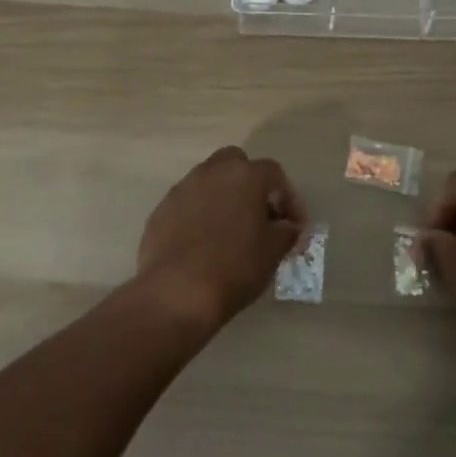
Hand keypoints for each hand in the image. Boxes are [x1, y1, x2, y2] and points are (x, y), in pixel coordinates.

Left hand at [135, 147, 303, 333]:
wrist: (177, 292)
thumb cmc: (235, 267)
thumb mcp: (273, 251)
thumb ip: (286, 232)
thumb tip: (288, 227)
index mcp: (245, 175)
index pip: (275, 174)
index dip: (289, 199)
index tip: (294, 227)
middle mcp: (213, 172)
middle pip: (236, 164)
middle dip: (250, 184)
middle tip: (259, 215)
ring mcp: (183, 188)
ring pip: (209, 181)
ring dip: (223, 197)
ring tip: (231, 230)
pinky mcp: (162, 210)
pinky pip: (188, 203)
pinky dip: (199, 215)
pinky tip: (203, 243)